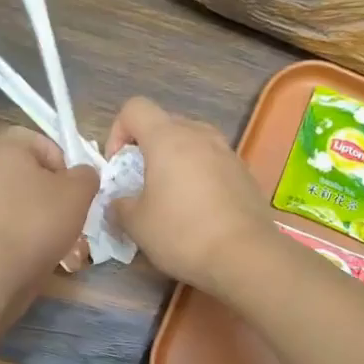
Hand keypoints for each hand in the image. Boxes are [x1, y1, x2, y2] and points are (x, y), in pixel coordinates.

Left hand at [0, 126, 97, 302]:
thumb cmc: (39, 221)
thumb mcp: (78, 192)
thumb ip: (87, 175)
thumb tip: (83, 174)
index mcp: (7, 151)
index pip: (35, 138)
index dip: (60, 156)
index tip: (73, 182)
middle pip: (32, 175)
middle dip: (57, 194)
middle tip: (74, 213)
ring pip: (24, 204)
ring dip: (47, 219)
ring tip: (68, 241)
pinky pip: (12, 226)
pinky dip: (30, 237)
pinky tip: (48, 255)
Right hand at [105, 97, 275, 293]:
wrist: (245, 256)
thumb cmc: (182, 233)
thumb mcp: (137, 225)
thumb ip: (120, 206)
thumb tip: (119, 202)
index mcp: (167, 138)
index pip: (134, 108)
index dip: (118, 132)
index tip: (118, 167)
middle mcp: (200, 135)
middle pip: (165, 124)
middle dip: (147, 149)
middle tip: (141, 184)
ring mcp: (227, 153)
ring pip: (192, 144)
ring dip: (176, 162)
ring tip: (171, 198)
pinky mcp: (245, 174)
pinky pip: (213, 164)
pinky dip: (200, 177)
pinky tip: (200, 212)